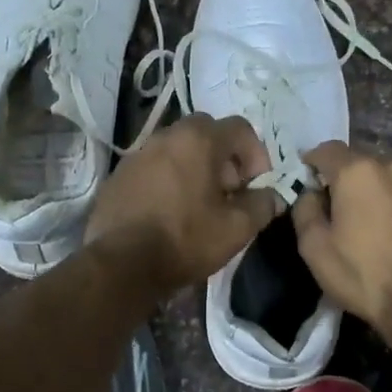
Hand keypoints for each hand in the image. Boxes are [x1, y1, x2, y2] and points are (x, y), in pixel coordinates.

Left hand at [85, 114, 283, 291]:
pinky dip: (168, 181)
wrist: (122, 263)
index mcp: (198, 140)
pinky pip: (153, 169)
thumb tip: (273, 196)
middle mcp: (166, 136)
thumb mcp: (237, 228)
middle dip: (224, 158)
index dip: (257, 154)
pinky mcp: (118, 177)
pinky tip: (168, 213)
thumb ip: (262, 205)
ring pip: (176, 150)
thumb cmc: (186, 239)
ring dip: (194, 168)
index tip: (256, 185)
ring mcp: (137, 155)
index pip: (240, 128)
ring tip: (199, 205)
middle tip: (229, 192)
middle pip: (206, 133)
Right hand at [291, 142, 391, 335]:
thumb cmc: (364, 276)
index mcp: (357, 173)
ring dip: (384, 195)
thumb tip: (311, 194)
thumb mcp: (314, 249)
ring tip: (383, 227)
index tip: (311, 181)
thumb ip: (305, 211)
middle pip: (364, 165)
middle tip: (347, 213)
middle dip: (352, 182)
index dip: (314, 163)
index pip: (327, 150)